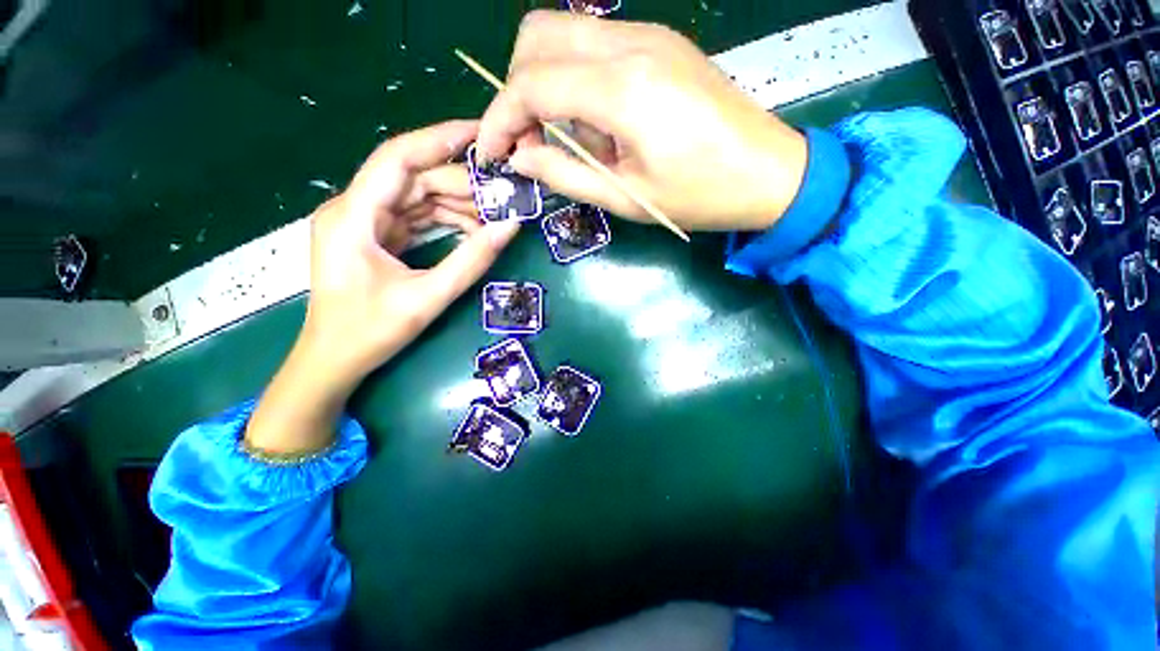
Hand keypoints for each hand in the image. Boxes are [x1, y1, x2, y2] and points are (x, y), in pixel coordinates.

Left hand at [302, 121, 518, 384]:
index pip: (398, 158)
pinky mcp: (375, 237)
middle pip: (412, 178)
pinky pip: (414, 217)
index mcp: (353, 216)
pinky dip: (444, 220)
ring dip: (455, 203)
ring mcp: (364, 223)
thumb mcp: (428, 297)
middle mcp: (353, 209)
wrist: (334, 360)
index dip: (440, 139)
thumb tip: (511, 226)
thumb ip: (472, 260)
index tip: (481, 133)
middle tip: (502, 191)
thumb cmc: (371, 332)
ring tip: (494, 213)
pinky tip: (472, 227)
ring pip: (416, 197)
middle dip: (459, 182)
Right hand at [476, 10, 808, 232]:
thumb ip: (565, 176)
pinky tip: (593, 121)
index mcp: (622, 90)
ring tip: (561, 137)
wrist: (768, 172)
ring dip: (543, 81)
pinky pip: (595, 44)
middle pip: (537, 34)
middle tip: (527, 139)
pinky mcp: (660, 42)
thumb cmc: (699, 195)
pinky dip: (574, 78)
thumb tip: (521, 159)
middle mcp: (630, 44)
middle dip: (515, 88)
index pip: (531, 84)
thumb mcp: (625, 198)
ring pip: (564, 31)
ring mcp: (648, 35)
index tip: (492, 152)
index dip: (499, 118)